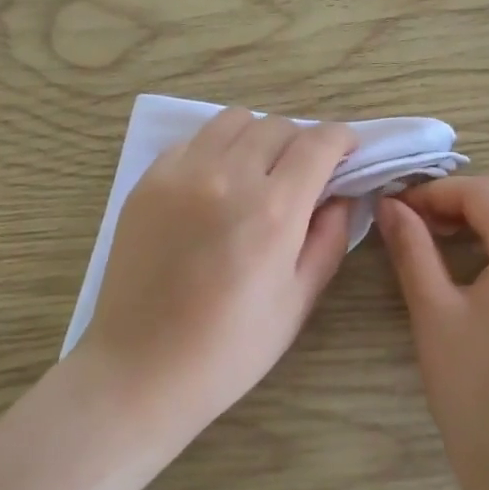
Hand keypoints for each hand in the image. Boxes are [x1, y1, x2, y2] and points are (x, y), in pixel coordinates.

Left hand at [80, 108, 356, 438]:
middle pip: (277, 126)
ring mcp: (181, 173)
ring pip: (233, 121)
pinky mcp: (149, 181)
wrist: (141, 368)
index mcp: (273, 210)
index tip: (348, 152)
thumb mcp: (298, 301)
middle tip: (304, 175)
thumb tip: (340, 197)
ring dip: (258, 138)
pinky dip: (216, 150)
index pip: (318, 143)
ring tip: (258, 173)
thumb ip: (328, 239)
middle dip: (302, 142)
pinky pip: (194, 141)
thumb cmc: (230, 348)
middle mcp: (228, 177)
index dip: (342, 139)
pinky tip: (214, 186)